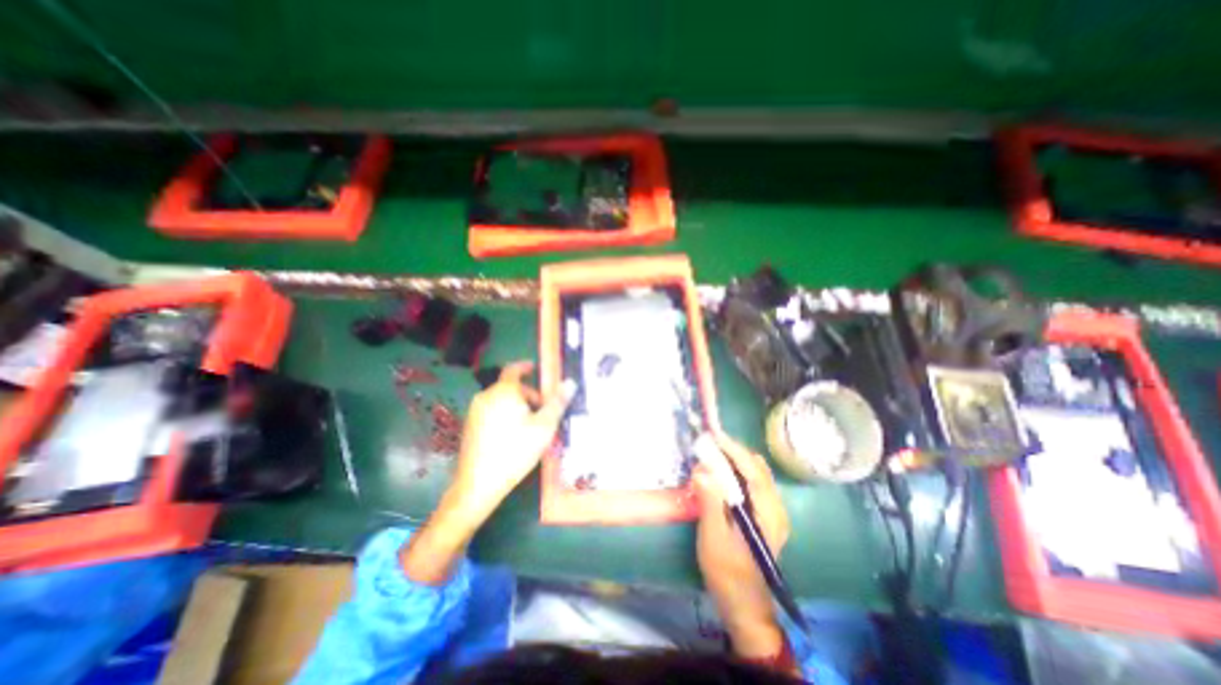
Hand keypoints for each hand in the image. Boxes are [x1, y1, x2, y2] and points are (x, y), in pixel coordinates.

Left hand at [454, 365, 572, 513]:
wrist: (478, 483)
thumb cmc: (516, 451)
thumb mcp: (544, 427)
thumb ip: (557, 403)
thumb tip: (570, 382)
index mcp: (504, 391)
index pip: (514, 369)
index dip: (525, 366)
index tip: (535, 369)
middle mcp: (486, 396)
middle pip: (510, 387)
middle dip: (528, 394)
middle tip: (542, 412)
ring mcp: (475, 411)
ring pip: (501, 400)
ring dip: (517, 405)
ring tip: (529, 427)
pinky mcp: (469, 426)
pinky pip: (491, 411)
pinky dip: (504, 414)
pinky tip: (512, 437)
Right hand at [696, 432, 792, 657]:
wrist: (745, 606)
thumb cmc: (728, 573)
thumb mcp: (714, 539)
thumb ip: (710, 503)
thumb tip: (702, 471)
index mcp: (768, 513)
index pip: (753, 471)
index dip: (734, 449)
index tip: (714, 435)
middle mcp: (776, 508)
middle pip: (757, 468)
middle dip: (733, 452)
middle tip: (707, 444)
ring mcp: (772, 512)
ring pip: (755, 474)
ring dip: (734, 460)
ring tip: (711, 455)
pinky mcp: (765, 516)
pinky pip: (752, 484)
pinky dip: (737, 472)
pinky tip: (720, 475)